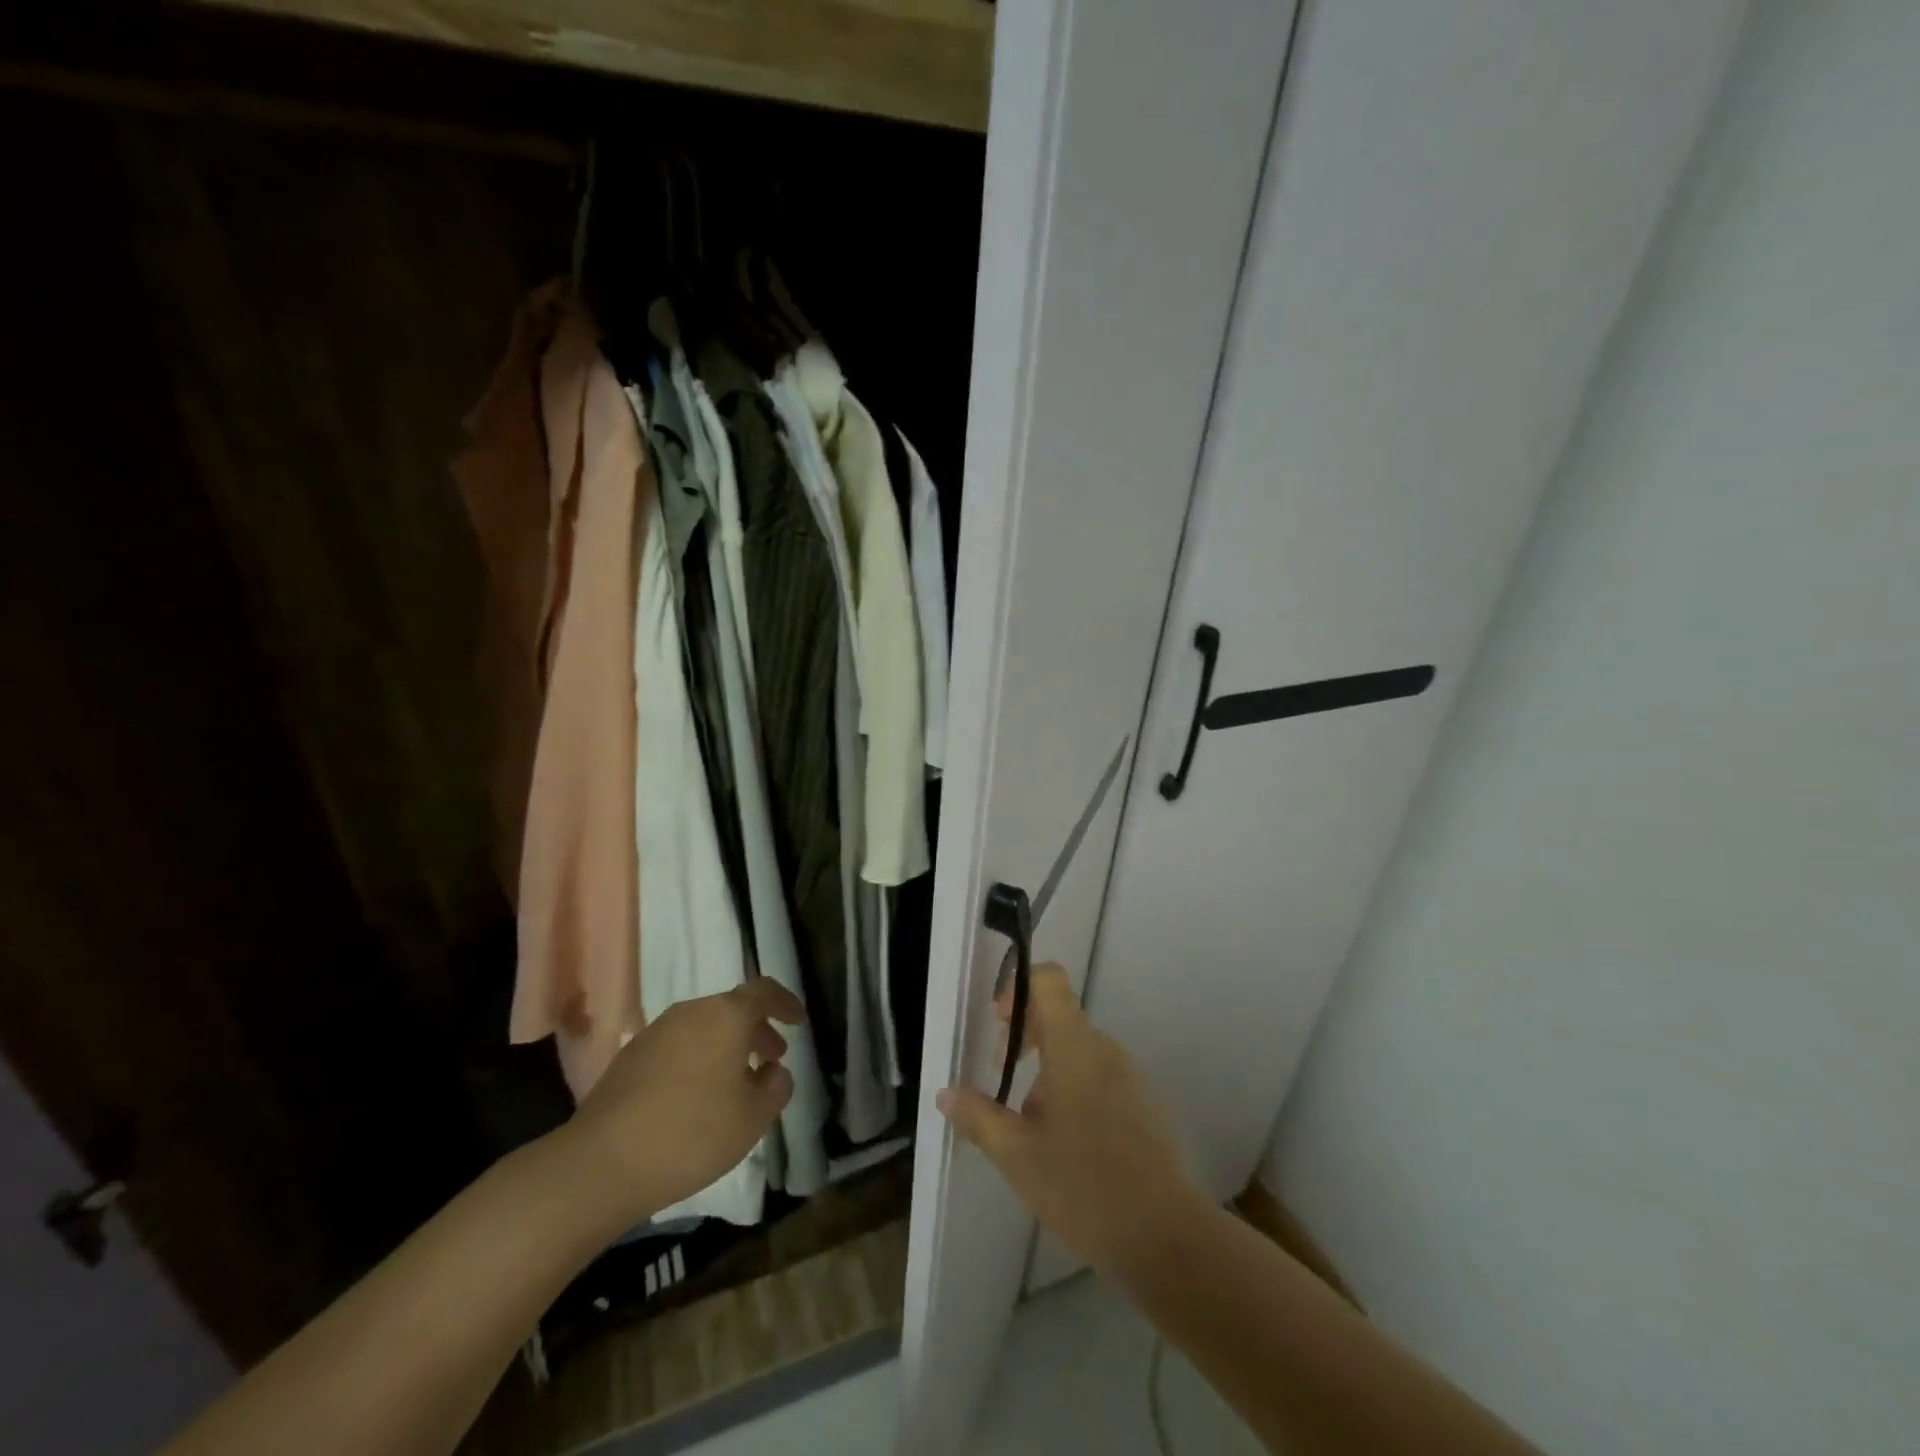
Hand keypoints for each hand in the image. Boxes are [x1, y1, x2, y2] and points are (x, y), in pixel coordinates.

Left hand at [563, 978, 803, 1226]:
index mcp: (727, 1015)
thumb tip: (773, 1071)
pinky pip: (678, 1046)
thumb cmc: (693, 1133)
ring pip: (703, 1027)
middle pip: (732, 1009)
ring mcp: (656, 1032)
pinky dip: (697, 1059)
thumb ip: (776, 1087)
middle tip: (772, 1057)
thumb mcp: (754, 1117)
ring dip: (726, 1046)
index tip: (798, 1021)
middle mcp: (691, 1012)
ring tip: (736, 1082)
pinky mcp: (630, 1058)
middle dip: (756, 1030)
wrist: (602, 1164)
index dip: (785, 1002)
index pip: (764, 991)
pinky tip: (696, 1097)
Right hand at [937, 965, 1206, 1276]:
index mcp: (1075, 1047)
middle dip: (1024, 1038)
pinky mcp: (1143, 1105)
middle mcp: (1105, 1050)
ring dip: (1046, 1072)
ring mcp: (1129, 1077)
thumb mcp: (1017, 1155)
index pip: (1050, 981)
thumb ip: (978, 1117)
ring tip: (1029, 1127)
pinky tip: (1064, 1146)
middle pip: (1060, 1016)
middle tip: (1000, 1078)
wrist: (1166, 1238)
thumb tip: (946, 1093)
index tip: (998, 1025)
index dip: (1018, 989)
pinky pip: (1099, 1078)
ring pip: (1077, 1052)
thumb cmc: (1084, 1187)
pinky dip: (1073, 1091)